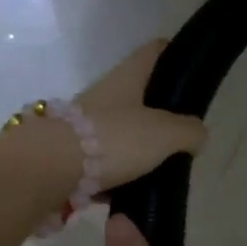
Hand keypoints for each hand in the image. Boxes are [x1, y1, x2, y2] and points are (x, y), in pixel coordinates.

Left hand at [75, 39, 206, 191]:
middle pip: (139, 94)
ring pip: (121, 130)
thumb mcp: (165, 134)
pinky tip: (132, 193)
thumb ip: (188, 131)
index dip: (174, 54)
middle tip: (184, 136)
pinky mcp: (72, 154)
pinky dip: (118, 175)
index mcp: (128, 77)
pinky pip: (103, 162)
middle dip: (161, 113)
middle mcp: (105, 94)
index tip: (191, 69)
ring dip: (139, 147)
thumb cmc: (113, 139)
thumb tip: (197, 135)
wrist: (49, 169)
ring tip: (163, 170)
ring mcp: (85, 124)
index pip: (155, 51)